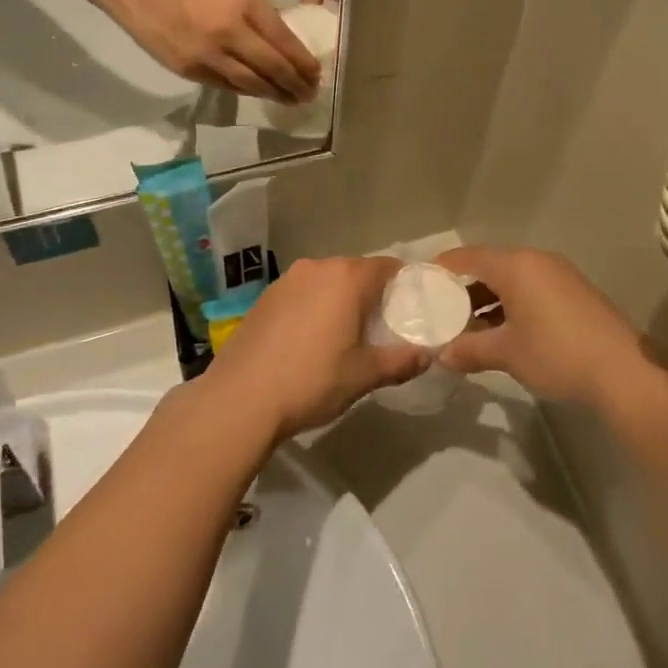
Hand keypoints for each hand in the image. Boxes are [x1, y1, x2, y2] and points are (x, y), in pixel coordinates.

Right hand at [94, 0, 319, 101]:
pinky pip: (225, 86)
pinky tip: (258, 93)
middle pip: (272, 69)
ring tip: (290, 99)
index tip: (317, 74)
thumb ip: (255, 13)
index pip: (284, 43)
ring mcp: (206, 56)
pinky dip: (245, 91)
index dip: (304, 63)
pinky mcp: (187, 70)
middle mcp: (228, 34)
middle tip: (310, 95)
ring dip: (274, 94)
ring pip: (250, 85)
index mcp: (243, 5)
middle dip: (295, 85)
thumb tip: (279, 41)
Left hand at [209, 256, 427, 440]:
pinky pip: (301, 293)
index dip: (402, 285)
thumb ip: (400, 362)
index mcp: (346, 278)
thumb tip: (427, 357)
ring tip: (344, 335)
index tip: (409, 310)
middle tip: (380, 327)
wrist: (239, 400)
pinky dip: (312, 307)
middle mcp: (316, 268)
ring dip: (339, 300)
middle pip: (355, 271)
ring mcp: (286, 281)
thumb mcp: (363, 376)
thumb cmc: (311, 381)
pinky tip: (309, 340)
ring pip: (326, 282)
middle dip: (370, 294)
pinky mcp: (264, 298)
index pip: (387, 267)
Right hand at [434, 247, 652, 410]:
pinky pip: (530, 289)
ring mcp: (558, 275)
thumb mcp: (507, 353)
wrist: (623, 370)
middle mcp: (536, 261)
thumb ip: (470, 349)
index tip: (420, 284)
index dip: (442, 269)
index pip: (468, 257)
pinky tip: (499, 331)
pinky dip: (510, 304)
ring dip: (487, 299)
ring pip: (511, 279)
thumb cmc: (557, 353)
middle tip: (438, 310)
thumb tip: (442, 355)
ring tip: (464, 326)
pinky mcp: (573, 292)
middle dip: (463, 288)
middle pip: (489, 266)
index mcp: (516, 265)